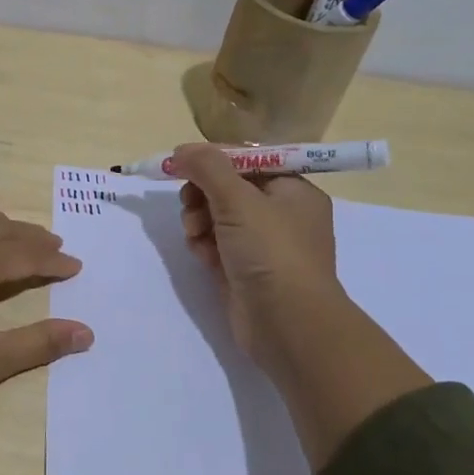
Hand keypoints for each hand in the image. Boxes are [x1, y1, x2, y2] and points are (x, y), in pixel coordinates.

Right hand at [175, 143, 341, 379]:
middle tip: (190, 204)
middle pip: (228, 188)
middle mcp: (281, 214)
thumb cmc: (271, 252)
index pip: (247, 160)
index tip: (181, 164)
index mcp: (292, 190)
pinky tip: (201, 255)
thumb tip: (182, 150)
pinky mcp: (244, 270)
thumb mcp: (238, 200)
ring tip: (195, 235)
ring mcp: (263, 245)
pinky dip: (204, 246)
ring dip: (198, 220)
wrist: (287, 324)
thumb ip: (207, 168)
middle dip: (202, 194)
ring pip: (217, 217)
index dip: (213, 159)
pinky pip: (216, 245)